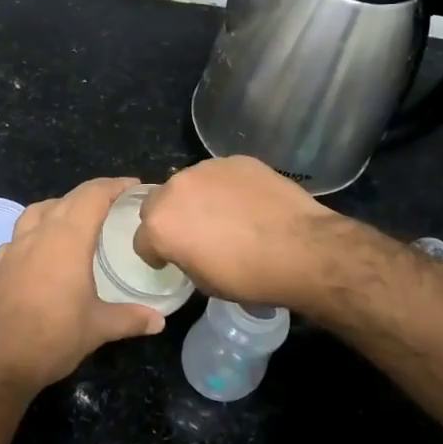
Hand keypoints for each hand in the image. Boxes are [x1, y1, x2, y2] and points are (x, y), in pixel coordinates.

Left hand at [0, 177, 165, 390]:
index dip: (114, 186)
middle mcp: (39, 234)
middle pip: (67, 198)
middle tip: (115, 202)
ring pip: (38, 210)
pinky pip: (19, 235)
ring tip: (77, 220)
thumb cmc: (53, 337)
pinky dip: (35, 231)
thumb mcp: (99, 328)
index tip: (135, 186)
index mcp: (67, 239)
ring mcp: (14, 248)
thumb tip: (160, 321)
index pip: (92, 196)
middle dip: (92, 194)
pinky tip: (42, 250)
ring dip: (60, 206)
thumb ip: (131, 318)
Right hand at [132, 157, 337, 308]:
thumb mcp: (204, 282)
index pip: (142, 240)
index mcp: (160, 224)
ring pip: (190, 184)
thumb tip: (188, 249)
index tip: (169, 260)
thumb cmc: (248, 276)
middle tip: (194, 235)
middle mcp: (175, 189)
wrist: (300, 249)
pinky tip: (248, 204)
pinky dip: (226, 188)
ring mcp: (207, 169)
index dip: (155, 253)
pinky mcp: (236, 160)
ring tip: (225, 216)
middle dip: (169, 218)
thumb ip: (184, 258)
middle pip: (158, 203)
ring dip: (198, 199)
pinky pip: (220, 175)